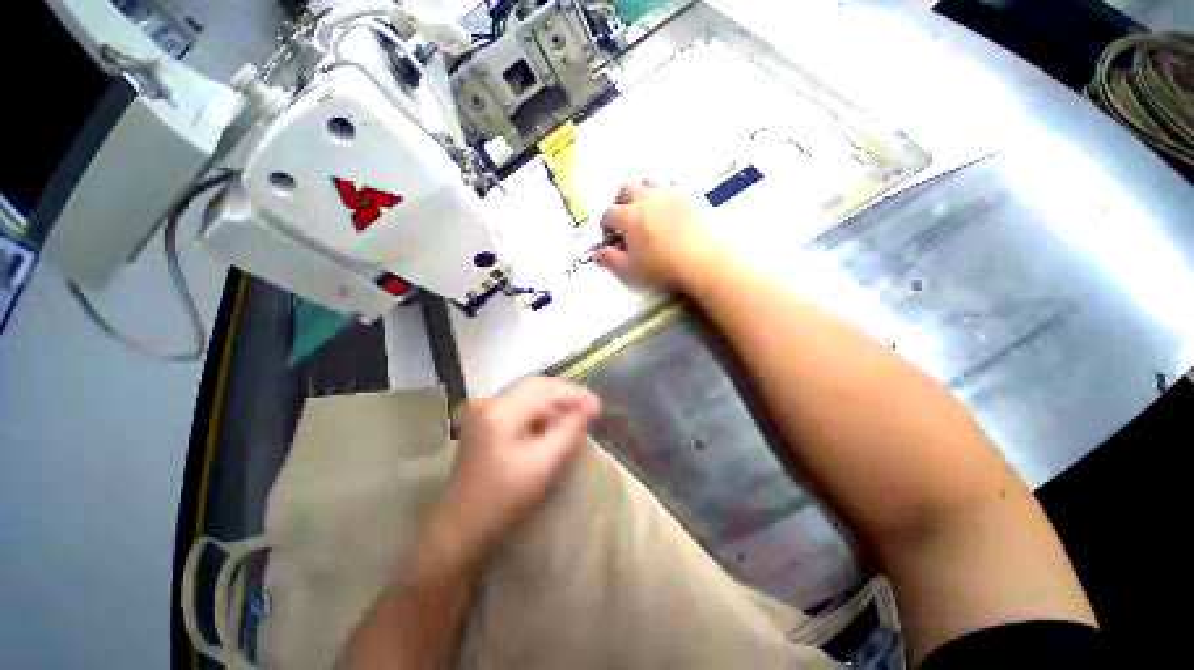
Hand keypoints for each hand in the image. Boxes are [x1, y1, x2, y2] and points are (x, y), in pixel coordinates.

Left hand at [434, 377, 600, 563]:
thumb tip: (587, 407)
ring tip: (572, 419)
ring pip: (528, 394)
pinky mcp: (485, 421)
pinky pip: (519, 406)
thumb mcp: (544, 465)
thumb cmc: (504, 499)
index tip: (597, 406)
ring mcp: (484, 411)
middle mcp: (490, 402)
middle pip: (536, 386)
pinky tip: (551, 425)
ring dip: (553, 403)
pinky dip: (539, 412)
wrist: (461, 526)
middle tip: (587, 410)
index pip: (546, 391)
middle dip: (564, 395)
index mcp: (502, 412)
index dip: (575, 395)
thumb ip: (569, 431)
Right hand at [594, 178, 721, 289]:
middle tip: (625, 217)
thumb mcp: (630, 270)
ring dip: (643, 191)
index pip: (608, 214)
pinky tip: (672, 206)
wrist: (704, 260)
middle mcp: (646, 198)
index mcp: (628, 216)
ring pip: (650, 181)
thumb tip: (596, 254)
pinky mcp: (690, 193)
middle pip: (626, 188)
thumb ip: (610, 260)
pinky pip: (674, 184)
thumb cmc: (662, 267)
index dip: (605, 225)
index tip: (610, 237)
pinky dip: (668, 192)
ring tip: (648, 208)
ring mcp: (669, 192)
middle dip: (620, 201)